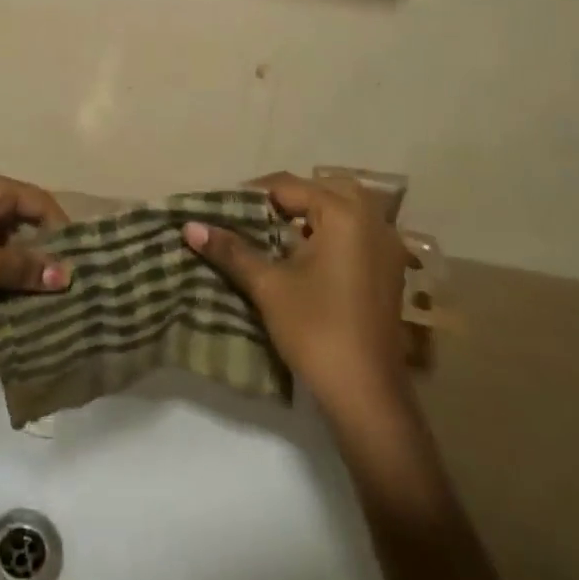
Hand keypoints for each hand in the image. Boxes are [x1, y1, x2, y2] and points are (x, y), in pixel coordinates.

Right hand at [184, 172, 411, 423]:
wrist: (365, 393)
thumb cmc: (316, 329)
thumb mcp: (268, 285)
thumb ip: (231, 250)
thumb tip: (189, 226)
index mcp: (344, 215)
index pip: (290, 187)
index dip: (253, 194)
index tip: (224, 207)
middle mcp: (372, 222)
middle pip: (324, 189)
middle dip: (287, 198)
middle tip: (253, 215)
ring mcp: (387, 247)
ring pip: (345, 211)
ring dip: (311, 214)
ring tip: (274, 232)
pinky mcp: (389, 271)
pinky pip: (357, 233)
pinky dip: (331, 233)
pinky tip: (304, 255)